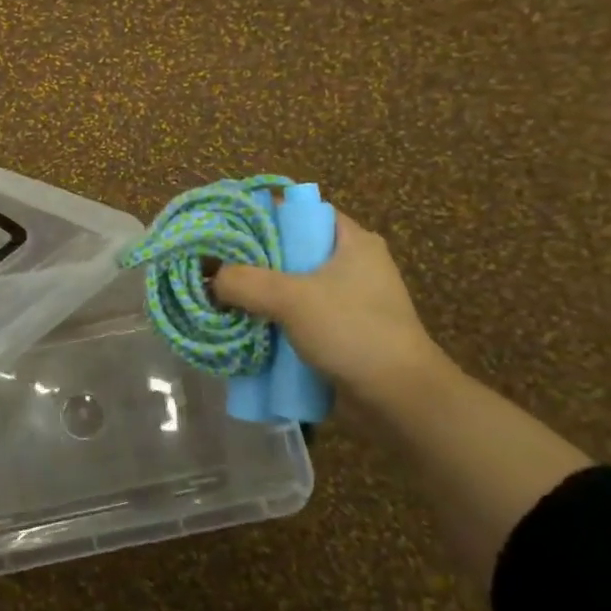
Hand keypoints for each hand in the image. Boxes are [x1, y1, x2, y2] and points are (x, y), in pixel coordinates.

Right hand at [212, 211, 449, 409]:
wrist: (400, 399)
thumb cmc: (352, 331)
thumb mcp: (291, 299)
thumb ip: (244, 281)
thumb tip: (210, 278)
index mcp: (352, 240)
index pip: (300, 211)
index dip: (263, 214)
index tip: (226, 226)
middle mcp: (352, 263)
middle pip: (292, 248)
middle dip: (254, 258)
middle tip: (215, 264)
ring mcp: (349, 299)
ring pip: (292, 285)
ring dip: (261, 293)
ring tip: (222, 295)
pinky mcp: (342, 330)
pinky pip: (299, 314)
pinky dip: (274, 318)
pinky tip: (246, 325)